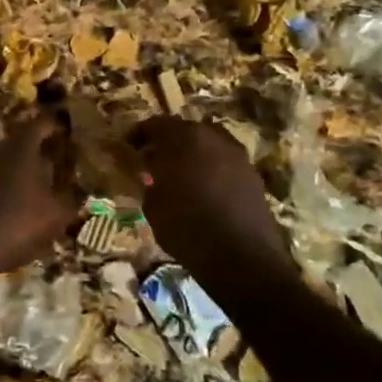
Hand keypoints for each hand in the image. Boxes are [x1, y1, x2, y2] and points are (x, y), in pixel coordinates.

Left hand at [0, 116, 80, 300]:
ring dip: (22, 174)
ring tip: (41, 190)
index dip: (54, 125)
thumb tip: (80, 193)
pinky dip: (7, 191)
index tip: (65, 128)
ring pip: (6, 165)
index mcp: (21, 150)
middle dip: (39, 152)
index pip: (40, 125)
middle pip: (21, 144)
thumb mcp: (53, 217)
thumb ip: (69, 202)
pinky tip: (17, 211)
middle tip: (58, 162)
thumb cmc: (13, 223)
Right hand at [134, 117, 293, 282]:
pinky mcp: (253, 174)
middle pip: (184, 130)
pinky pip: (224, 162)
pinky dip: (211, 168)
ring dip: (192, 154)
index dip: (139, 135)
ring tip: (180, 175)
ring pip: (208, 144)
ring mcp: (236, 154)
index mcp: (183, 138)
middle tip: (153, 161)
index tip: (128, 149)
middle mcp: (212, 137)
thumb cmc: (186, 227)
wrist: (241, 257)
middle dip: (167, 142)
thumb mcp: (152, 205)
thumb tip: (150, 174)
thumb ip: (148, 180)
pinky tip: (204, 189)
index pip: (155, 124)